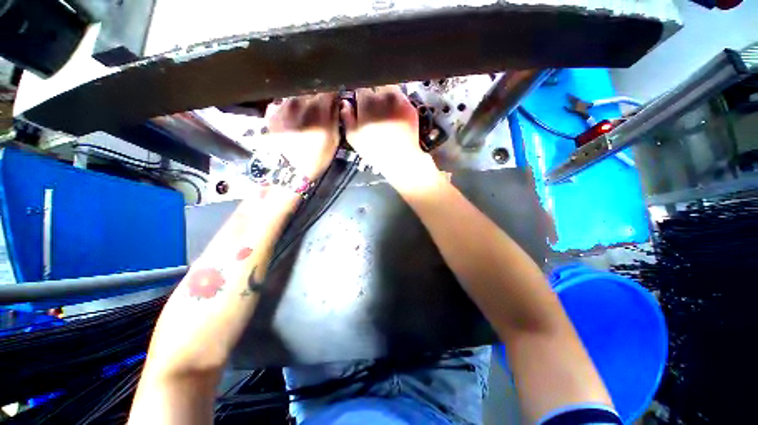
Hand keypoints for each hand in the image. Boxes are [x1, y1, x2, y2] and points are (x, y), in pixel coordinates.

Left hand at [263, 93, 339, 180]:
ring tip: (305, 113)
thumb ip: (335, 118)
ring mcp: (283, 105)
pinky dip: (289, 106)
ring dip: (302, 100)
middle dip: (317, 95)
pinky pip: (283, 101)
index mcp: (319, 109)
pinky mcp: (272, 111)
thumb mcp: (334, 139)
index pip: (328, 89)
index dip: (332, 92)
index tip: (334, 97)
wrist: (291, 169)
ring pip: (296, 93)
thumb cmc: (317, 157)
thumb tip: (337, 103)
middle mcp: (300, 101)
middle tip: (319, 106)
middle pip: (311, 88)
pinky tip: (292, 117)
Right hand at [342, 86, 438, 187]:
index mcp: (366, 102)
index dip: (360, 97)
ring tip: (385, 113)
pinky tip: (395, 117)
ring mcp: (399, 99)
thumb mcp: (354, 138)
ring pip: (389, 88)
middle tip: (374, 110)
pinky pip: (402, 98)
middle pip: (375, 85)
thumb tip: (345, 104)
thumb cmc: (375, 151)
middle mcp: (383, 95)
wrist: (401, 159)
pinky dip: (397, 103)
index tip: (361, 106)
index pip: (360, 88)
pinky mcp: (410, 106)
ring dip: (386, 96)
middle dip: (373, 94)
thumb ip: (347, 118)